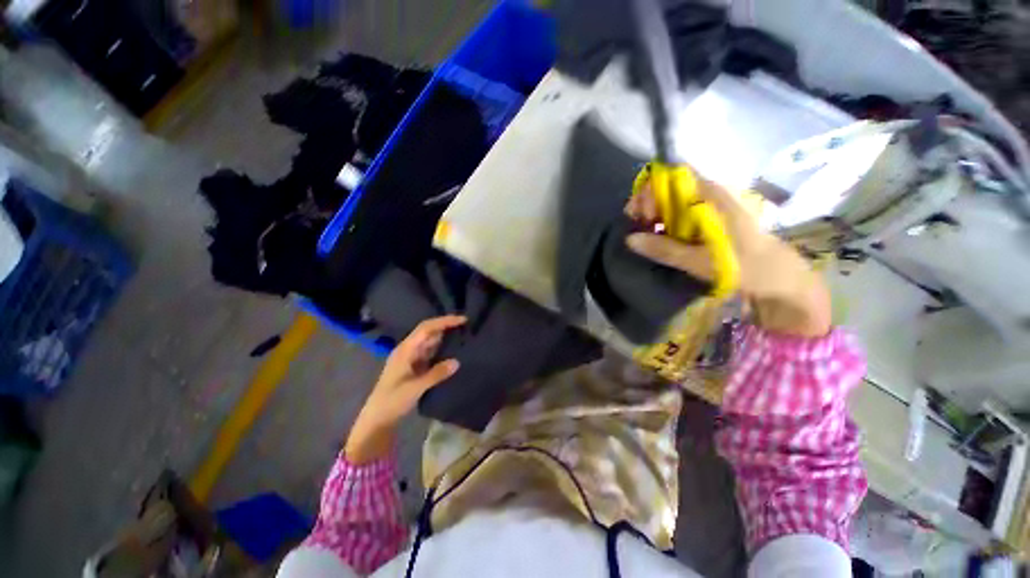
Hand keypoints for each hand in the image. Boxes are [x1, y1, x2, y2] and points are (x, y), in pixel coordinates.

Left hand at [345, 315, 465, 462]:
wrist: (378, 419)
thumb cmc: (393, 401)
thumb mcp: (415, 388)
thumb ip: (436, 374)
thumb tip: (457, 361)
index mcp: (406, 350)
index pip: (426, 328)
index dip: (444, 321)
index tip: (462, 319)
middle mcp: (408, 350)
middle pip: (429, 331)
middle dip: (446, 325)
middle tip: (466, 325)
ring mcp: (411, 358)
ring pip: (430, 341)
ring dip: (445, 336)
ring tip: (463, 335)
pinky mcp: (415, 366)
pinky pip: (431, 352)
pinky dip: (442, 349)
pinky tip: (453, 351)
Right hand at [625, 176, 830, 337]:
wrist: (780, 279)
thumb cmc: (745, 266)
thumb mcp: (701, 260)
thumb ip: (664, 249)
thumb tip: (630, 239)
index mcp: (711, 195)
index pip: (673, 174)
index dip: (651, 188)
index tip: (641, 214)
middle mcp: (709, 194)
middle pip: (668, 186)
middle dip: (647, 203)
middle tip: (639, 227)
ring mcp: (709, 207)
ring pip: (672, 201)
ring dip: (654, 215)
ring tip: (646, 236)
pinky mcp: (708, 220)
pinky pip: (679, 214)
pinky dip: (664, 223)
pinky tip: (660, 239)